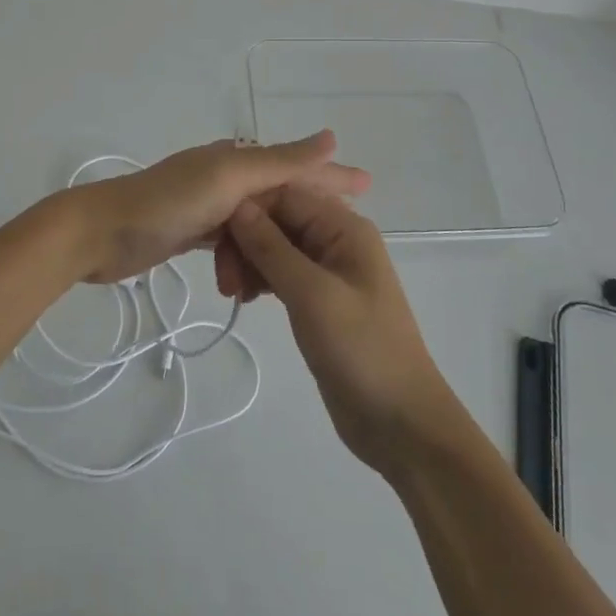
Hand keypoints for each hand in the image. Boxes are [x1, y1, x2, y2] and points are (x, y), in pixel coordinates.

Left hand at [67, 131, 369, 285]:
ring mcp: (206, 204)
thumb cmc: (165, 203)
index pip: (295, 165)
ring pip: (257, 225)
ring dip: (272, 249)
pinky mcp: (190, 230)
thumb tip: (330, 136)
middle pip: (279, 196)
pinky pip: (232, 243)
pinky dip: (244, 259)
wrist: (99, 235)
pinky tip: (247, 282)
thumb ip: (278, 162)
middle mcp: (224, 176)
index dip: (332, 174)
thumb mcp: (227, 180)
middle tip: (339, 243)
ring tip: (285, 281)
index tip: (369, 186)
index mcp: (235, 158)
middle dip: (307, 217)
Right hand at [219, 186, 462, 474]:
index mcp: (344, 227)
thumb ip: (272, 247)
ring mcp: (328, 270)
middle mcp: (336, 239)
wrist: (400, 422)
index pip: (285, 193)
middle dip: (245, 239)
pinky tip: (243, 299)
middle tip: (223, 279)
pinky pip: (281, 272)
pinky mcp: (318, 299)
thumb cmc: (362, 349)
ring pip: (275, 246)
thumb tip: (237, 205)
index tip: (215, 237)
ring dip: (248, 261)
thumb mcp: (312, 294)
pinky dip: (260, 279)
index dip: (248, 208)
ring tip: (231, 294)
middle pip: (278, 218)